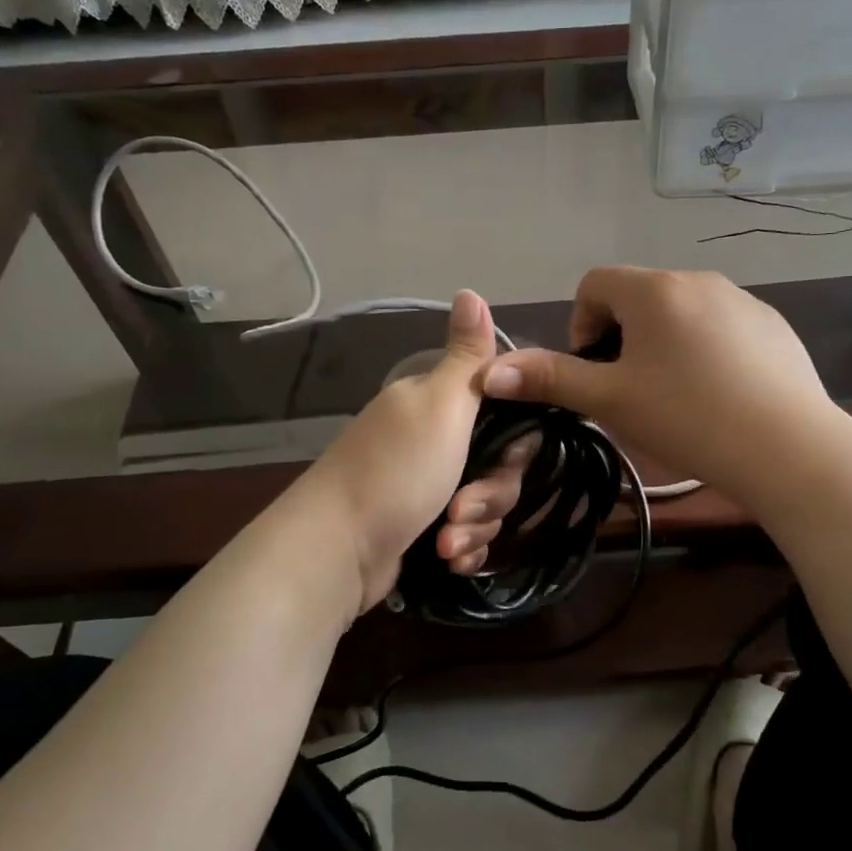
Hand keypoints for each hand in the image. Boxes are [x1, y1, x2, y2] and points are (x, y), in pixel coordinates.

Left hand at [299, 291, 535, 613]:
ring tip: (446, 544)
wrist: (336, 550)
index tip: (507, 461)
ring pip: (485, 506)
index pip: (506, 417)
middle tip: (460, 509)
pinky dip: (463, 549)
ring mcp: (426, 488)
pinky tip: (449, 560)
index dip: (515, 444)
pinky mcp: (422, 529)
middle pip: (499, 468)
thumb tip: (471, 290)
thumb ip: (467, 357)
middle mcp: (432, 442)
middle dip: (489, 496)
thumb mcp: (440, 405)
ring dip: (474, 528)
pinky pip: (466, 536)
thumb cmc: (396, 471)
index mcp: (437, 406)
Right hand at [478, 267, 842, 510]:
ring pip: (682, 314)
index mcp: (655, 290)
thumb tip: (488, 370)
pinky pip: (723, 329)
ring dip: (664, 345)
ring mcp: (743, 302)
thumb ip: (551, 379)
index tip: (595, 371)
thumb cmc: (687, 417)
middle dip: (623, 338)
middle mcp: (699, 281)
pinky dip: (707, 352)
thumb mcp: (610, 400)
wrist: (787, 448)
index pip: (595, 283)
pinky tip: (720, 397)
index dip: (581, 325)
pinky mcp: (774, 328)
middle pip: (639, 298)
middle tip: (631, 391)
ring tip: (676, 398)